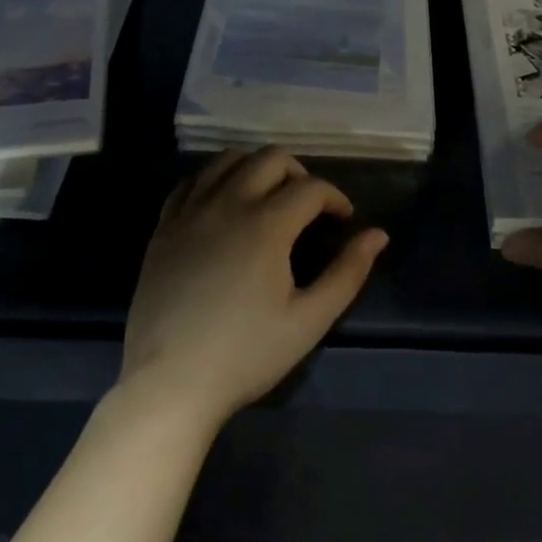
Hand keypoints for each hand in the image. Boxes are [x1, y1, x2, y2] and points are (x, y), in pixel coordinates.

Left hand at [121, 147, 387, 425]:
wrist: (169, 383)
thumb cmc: (245, 355)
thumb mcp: (309, 320)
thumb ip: (348, 273)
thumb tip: (378, 235)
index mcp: (266, 224)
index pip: (311, 187)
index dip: (335, 198)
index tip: (344, 220)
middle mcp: (227, 204)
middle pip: (270, 158)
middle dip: (300, 173)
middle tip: (309, 206)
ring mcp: (189, 212)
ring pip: (227, 160)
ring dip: (257, 168)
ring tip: (268, 198)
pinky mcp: (163, 228)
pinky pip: (191, 182)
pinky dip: (215, 180)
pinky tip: (223, 205)